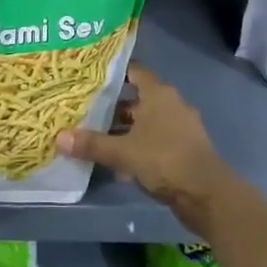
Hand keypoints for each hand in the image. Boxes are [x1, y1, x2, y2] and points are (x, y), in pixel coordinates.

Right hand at [55, 62, 241, 232]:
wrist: (207, 195)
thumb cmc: (164, 159)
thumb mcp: (123, 152)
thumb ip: (92, 144)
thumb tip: (58, 137)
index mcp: (158, 93)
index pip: (133, 71)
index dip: (112, 73)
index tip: (89, 77)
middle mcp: (171, 103)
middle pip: (137, 98)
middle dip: (113, 105)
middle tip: (85, 109)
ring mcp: (180, 126)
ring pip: (146, 121)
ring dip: (125, 129)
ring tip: (97, 136)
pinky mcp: (184, 148)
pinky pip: (155, 139)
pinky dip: (139, 145)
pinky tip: (119, 162)